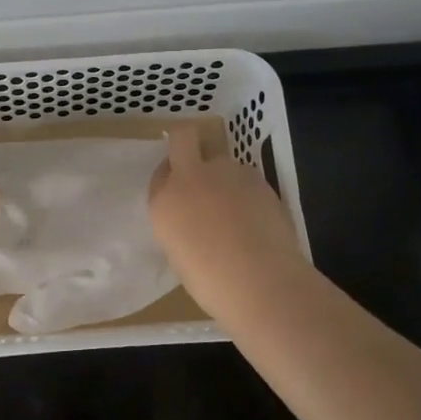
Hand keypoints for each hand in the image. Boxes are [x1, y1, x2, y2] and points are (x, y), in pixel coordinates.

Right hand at [147, 123, 308, 311]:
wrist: (260, 280)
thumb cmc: (211, 282)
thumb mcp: (180, 253)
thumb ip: (182, 225)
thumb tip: (197, 219)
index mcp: (164, 200)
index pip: (160, 173)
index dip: (170, 178)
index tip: (179, 192)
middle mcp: (191, 176)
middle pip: (184, 137)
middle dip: (187, 142)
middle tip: (198, 167)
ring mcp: (225, 172)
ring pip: (221, 161)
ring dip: (224, 177)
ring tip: (238, 212)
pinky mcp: (256, 177)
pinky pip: (246, 177)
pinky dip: (248, 191)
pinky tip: (257, 219)